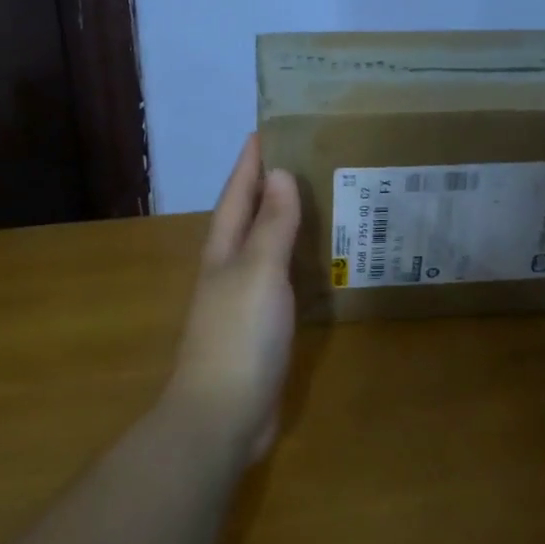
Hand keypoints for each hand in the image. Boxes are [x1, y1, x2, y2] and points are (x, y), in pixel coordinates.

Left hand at [163, 133, 300, 462]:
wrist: (224, 414)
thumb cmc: (239, 335)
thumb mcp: (258, 272)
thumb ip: (271, 225)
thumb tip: (279, 173)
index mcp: (224, 251)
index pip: (237, 195)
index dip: (250, 163)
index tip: (267, 129)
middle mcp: (230, 270)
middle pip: (248, 218)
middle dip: (268, 187)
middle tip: (304, 158)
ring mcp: (244, 302)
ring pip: (266, 250)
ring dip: (285, 224)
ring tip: (319, 201)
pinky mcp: (262, 329)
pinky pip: (282, 282)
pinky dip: (298, 264)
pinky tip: (320, 264)